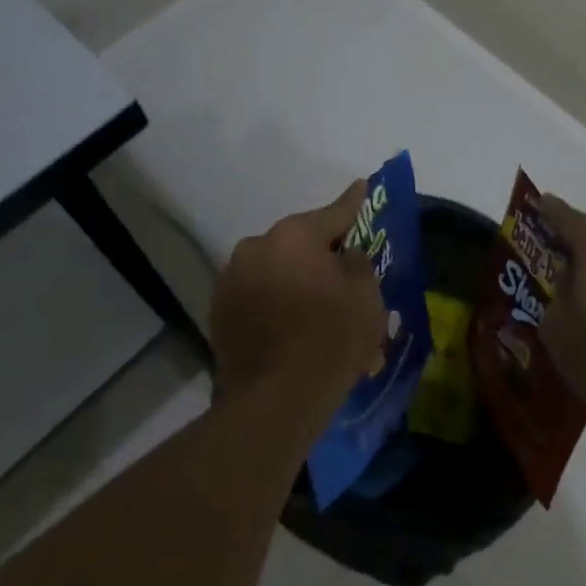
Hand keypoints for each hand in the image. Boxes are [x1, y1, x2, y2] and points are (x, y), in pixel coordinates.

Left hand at [209, 180, 386, 418]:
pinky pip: (257, 297)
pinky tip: (292, 329)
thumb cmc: (331, 338)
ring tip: (317, 311)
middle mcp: (256, 247)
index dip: (353, 201)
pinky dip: (275, 304)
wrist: (275, 400)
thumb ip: (357, 263)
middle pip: (299, 243)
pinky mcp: (219, 313)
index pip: (333, 212)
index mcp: (294, 235)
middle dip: (320, 256)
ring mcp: (232, 280)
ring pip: (275, 271)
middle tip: (343, 276)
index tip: (361, 186)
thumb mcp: (366, 296)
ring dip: (295, 282)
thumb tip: (344, 255)